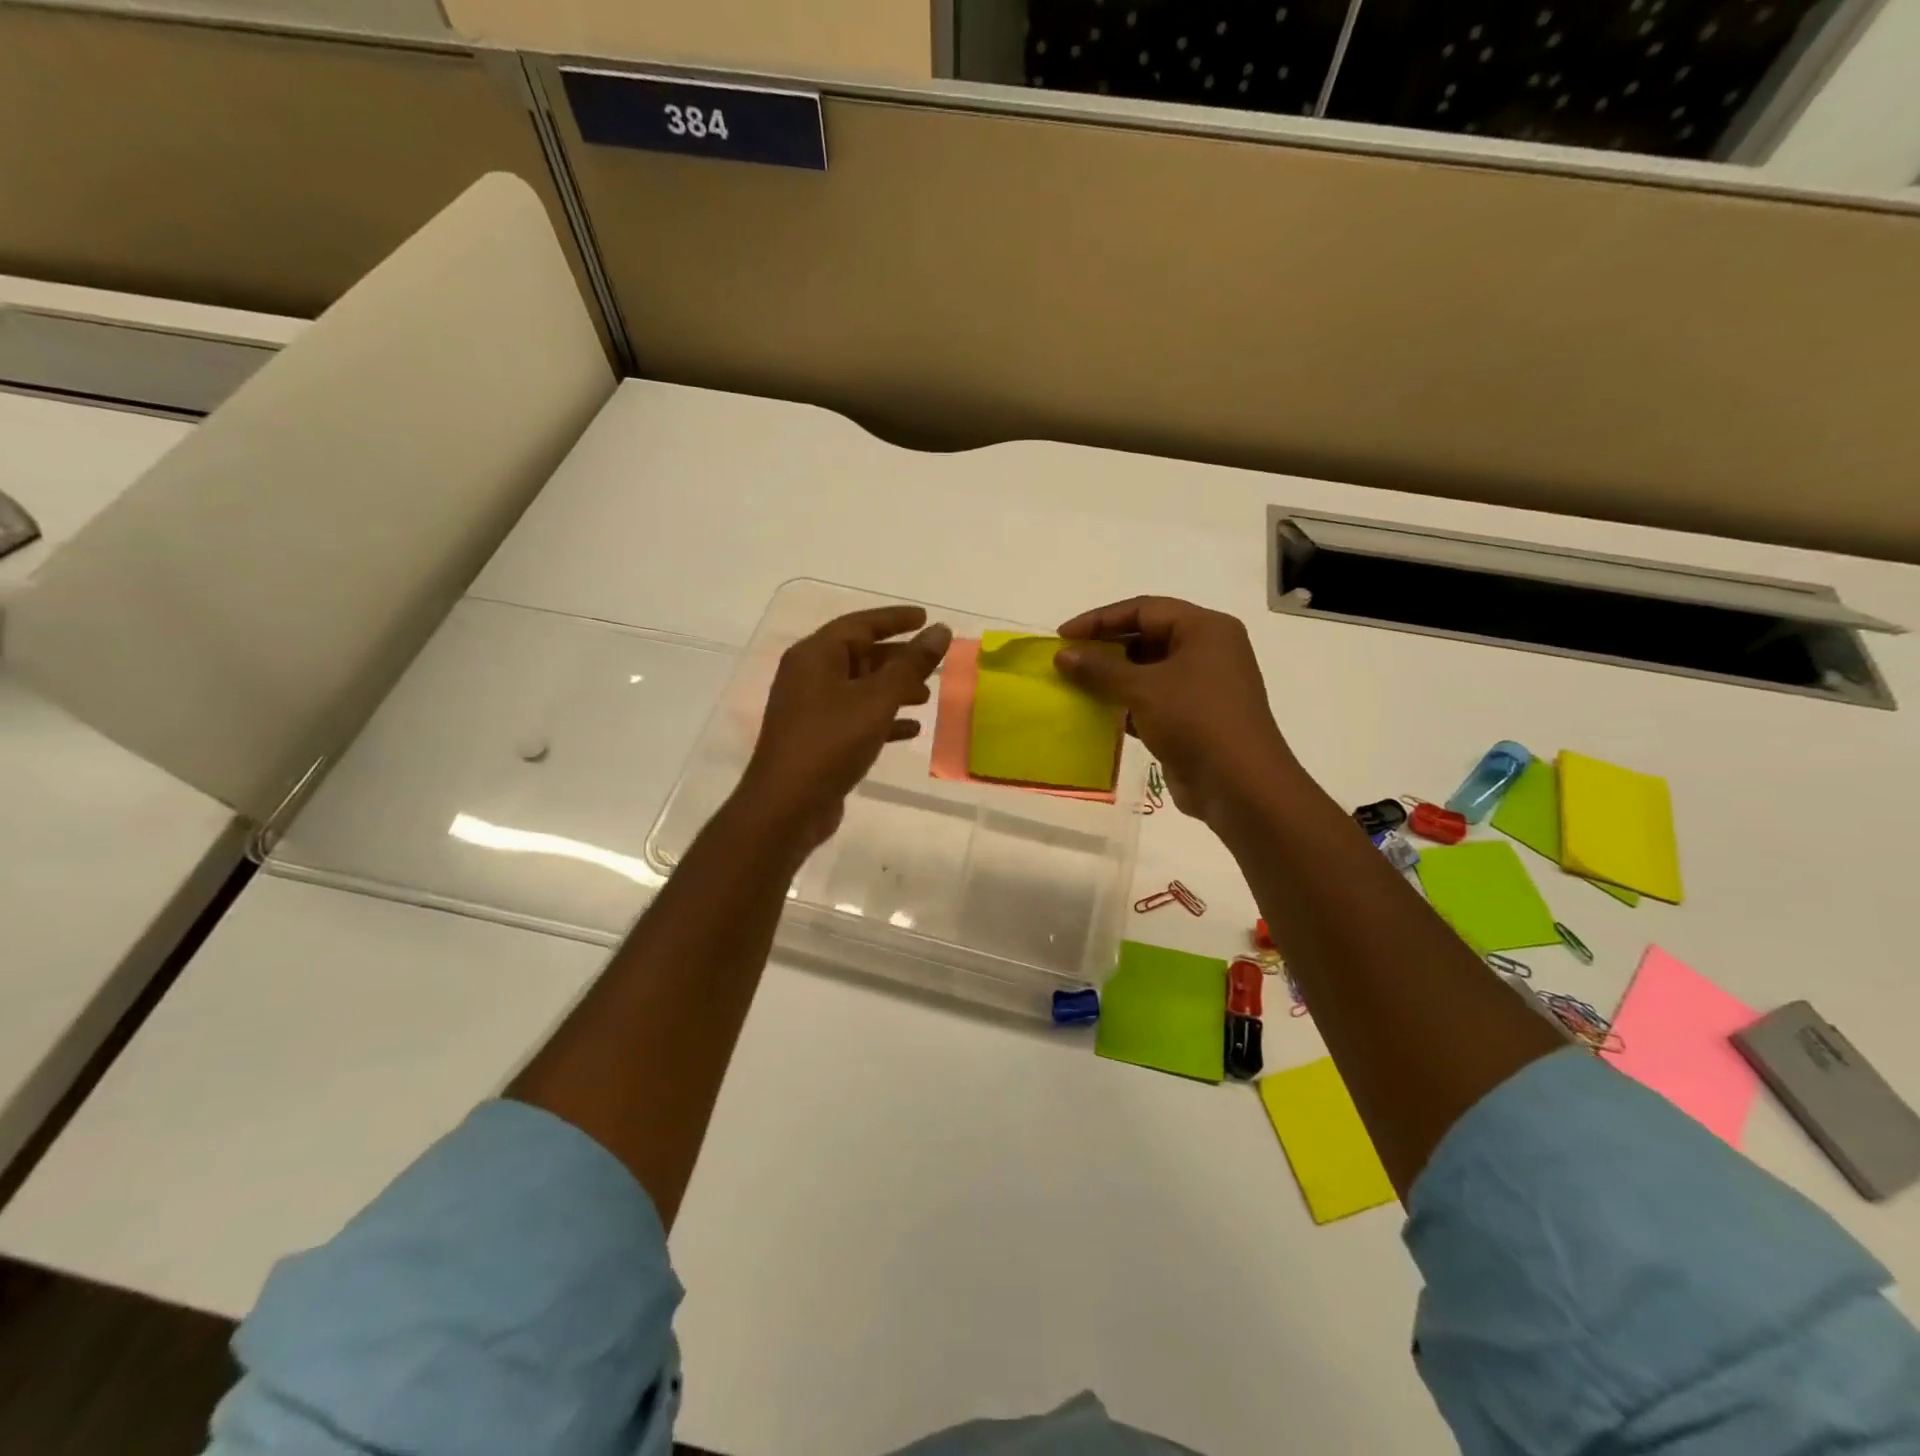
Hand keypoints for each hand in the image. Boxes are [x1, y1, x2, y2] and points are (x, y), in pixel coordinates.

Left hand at [741, 606, 951, 851]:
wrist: (787, 806)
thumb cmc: (831, 742)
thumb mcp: (877, 699)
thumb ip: (911, 664)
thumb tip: (940, 630)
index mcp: (815, 655)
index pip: (859, 624)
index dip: (895, 619)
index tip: (926, 618)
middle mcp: (809, 675)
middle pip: (859, 655)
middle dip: (898, 658)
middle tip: (934, 662)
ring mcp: (811, 709)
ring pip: (859, 688)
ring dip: (894, 689)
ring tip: (927, 695)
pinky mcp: (817, 738)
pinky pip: (855, 717)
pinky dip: (882, 718)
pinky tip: (911, 729)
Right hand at [1054, 596, 1295, 828]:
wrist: (1239, 785)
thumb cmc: (1195, 720)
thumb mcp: (1143, 689)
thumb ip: (1099, 669)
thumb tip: (1062, 655)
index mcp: (1205, 629)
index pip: (1144, 609)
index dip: (1100, 619)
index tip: (1063, 636)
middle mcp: (1207, 651)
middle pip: (1146, 637)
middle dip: (1105, 649)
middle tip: (1066, 662)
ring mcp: (1202, 686)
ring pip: (1148, 671)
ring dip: (1112, 678)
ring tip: (1074, 687)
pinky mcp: (1193, 718)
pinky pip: (1152, 700)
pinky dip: (1125, 704)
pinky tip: (1096, 714)